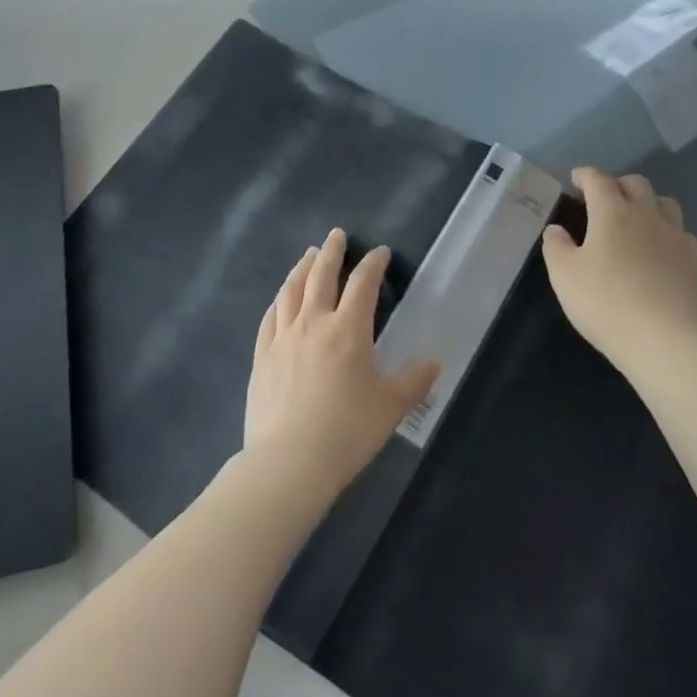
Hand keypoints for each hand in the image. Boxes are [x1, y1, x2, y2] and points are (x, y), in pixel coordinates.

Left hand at [244, 229, 438, 502]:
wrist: (288, 461)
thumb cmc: (346, 432)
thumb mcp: (390, 408)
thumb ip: (413, 382)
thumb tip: (434, 363)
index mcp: (348, 330)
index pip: (363, 284)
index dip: (372, 264)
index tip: (380, 252)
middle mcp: (313, 323)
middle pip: (321, 275)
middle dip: (331, 251)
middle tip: (336, 235)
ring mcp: (283, 337)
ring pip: (291, 290)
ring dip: (302, 268)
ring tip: (308, 255)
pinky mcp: (262, 356)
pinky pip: (270, 317)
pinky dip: (279, 300)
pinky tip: (281, 298)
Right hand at [542, 169, 696, 372]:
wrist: (661, 341)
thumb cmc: (604, 302)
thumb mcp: (564, 275)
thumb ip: (556, 246)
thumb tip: (556, 230)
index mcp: (612, 212)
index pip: (598, 179)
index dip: (585, 175)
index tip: (576, 180)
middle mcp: (646, 215)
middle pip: (635, 183)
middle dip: (616, 184)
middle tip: (602, 200)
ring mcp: (674, 236)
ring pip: (664, 202)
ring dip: (646, 202)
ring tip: (634, 219)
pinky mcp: (693, 261)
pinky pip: (681, 232)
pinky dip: (667, 231)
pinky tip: (659, 248)